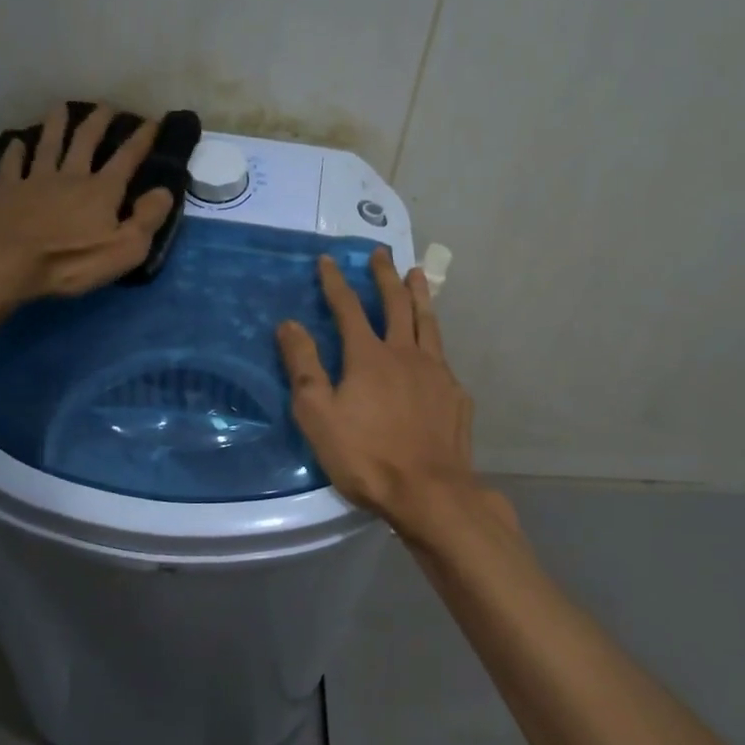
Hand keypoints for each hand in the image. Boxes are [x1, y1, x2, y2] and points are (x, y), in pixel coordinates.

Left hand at [0, 104, 173, 302]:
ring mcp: (36, 180)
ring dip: (56, 124)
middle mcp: (71, 176)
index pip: (127, 158)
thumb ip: (147, 219)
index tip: (152, 120)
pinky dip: (15, 151)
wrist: (7, 262)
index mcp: (102, 190)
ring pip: (49, 144)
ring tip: (61, 107)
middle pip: (85, 141)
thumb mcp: (125, 249)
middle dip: (99, 121)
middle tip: (106, 106)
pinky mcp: (7, 191)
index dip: (141, 138)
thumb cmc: (71, 261)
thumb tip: (164, 191)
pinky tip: (16, 142)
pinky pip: (12, 164)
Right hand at [277, 248, 511, 541]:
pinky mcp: (456, 394)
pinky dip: (435, 341)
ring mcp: (437, 372)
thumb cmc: (366, 456)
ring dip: (420, 294)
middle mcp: (406, 353)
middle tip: (380, 253)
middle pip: (396, 304)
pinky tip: (435, 348)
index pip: (348, 308)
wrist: (429, 491)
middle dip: (385, 276)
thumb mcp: (318, 415)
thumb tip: (289, 324)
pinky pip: (443, 357)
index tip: (328, 259)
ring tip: (417, 274)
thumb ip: (303, 366)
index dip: (335, 282)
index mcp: (369, 356)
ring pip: (428, 322)